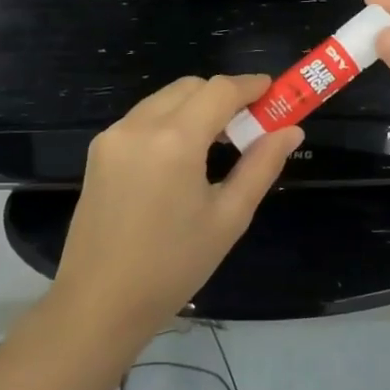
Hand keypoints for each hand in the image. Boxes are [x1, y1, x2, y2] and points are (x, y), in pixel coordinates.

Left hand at [53, 75, 303, 339]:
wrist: (98, 304)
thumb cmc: (172, 267)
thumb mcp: (228, 218)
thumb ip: (261, 166)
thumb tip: (291, 130)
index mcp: (175, 141)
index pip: (220, 90)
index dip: (250, 86)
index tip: (274, 92)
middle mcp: (140, 125)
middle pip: (191, 87)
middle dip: (223, 96)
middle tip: (248, 125)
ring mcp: (114, 136)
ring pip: (165, 98)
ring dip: (195, 106)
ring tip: (217, 144)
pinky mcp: (98, 150)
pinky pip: (143, 118)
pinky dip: (169, 121)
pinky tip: (181, 157)